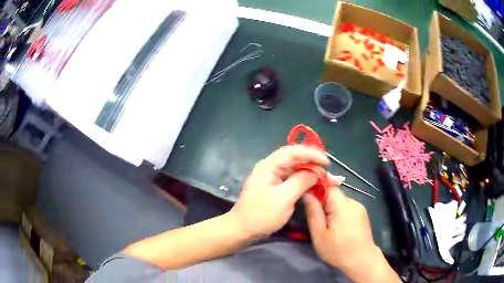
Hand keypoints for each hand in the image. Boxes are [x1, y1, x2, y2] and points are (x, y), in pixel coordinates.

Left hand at [229, 145, 332, 238]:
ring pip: (297, 171)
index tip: (327, 163)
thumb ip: (301, 181)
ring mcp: (273, 178)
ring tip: (329, 180)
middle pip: (296, 160)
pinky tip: (317, 185)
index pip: (293, 152)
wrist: (243, 230)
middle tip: (330, 173)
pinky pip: (294, 180)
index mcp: (269, 165)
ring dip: (313, 174)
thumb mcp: (284, 198)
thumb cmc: (261, 214)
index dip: (312, 154)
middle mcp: (271, 168)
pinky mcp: (276, 188)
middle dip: (315, 165)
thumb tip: (316, 172)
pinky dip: (306, 182)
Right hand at [304, 187, 400, 282]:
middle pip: (334, 194)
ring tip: (326, 224)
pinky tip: (338, 226)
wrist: (362, 260)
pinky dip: (340, 212)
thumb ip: (313, 212)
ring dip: (331, 208)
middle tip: (315, 217)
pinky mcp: (362, 213)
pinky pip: (347, 207)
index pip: (327, 185)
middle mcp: (353, 202)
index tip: (305, 197)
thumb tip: (307, 193)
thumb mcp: (319, 234)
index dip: (316, 188)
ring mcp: (359, 207)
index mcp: (342, 205)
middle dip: (323, 202)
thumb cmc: (338, 250)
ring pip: (340, 201)